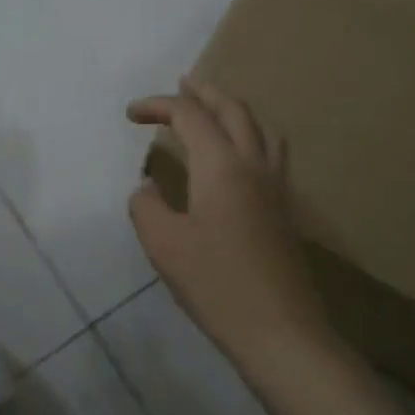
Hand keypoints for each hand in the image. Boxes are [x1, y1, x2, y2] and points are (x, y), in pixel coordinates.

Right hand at [126, 77, 331, 371]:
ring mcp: (276, 186)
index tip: (130, 114)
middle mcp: (254, 164)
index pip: (190, 116)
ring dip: (233, 110)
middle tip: (182, 85)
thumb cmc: (216, 284)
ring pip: (260, 128)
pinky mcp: (284, 209)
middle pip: (234, 110)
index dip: (158, 106)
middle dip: (204, 93)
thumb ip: (147, 207)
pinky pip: (270, 152)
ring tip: (213, 110)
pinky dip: (250, 135)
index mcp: (222, 166)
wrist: (278, 329)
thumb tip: (148, 188)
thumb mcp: (164, 245)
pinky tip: (237, 156)